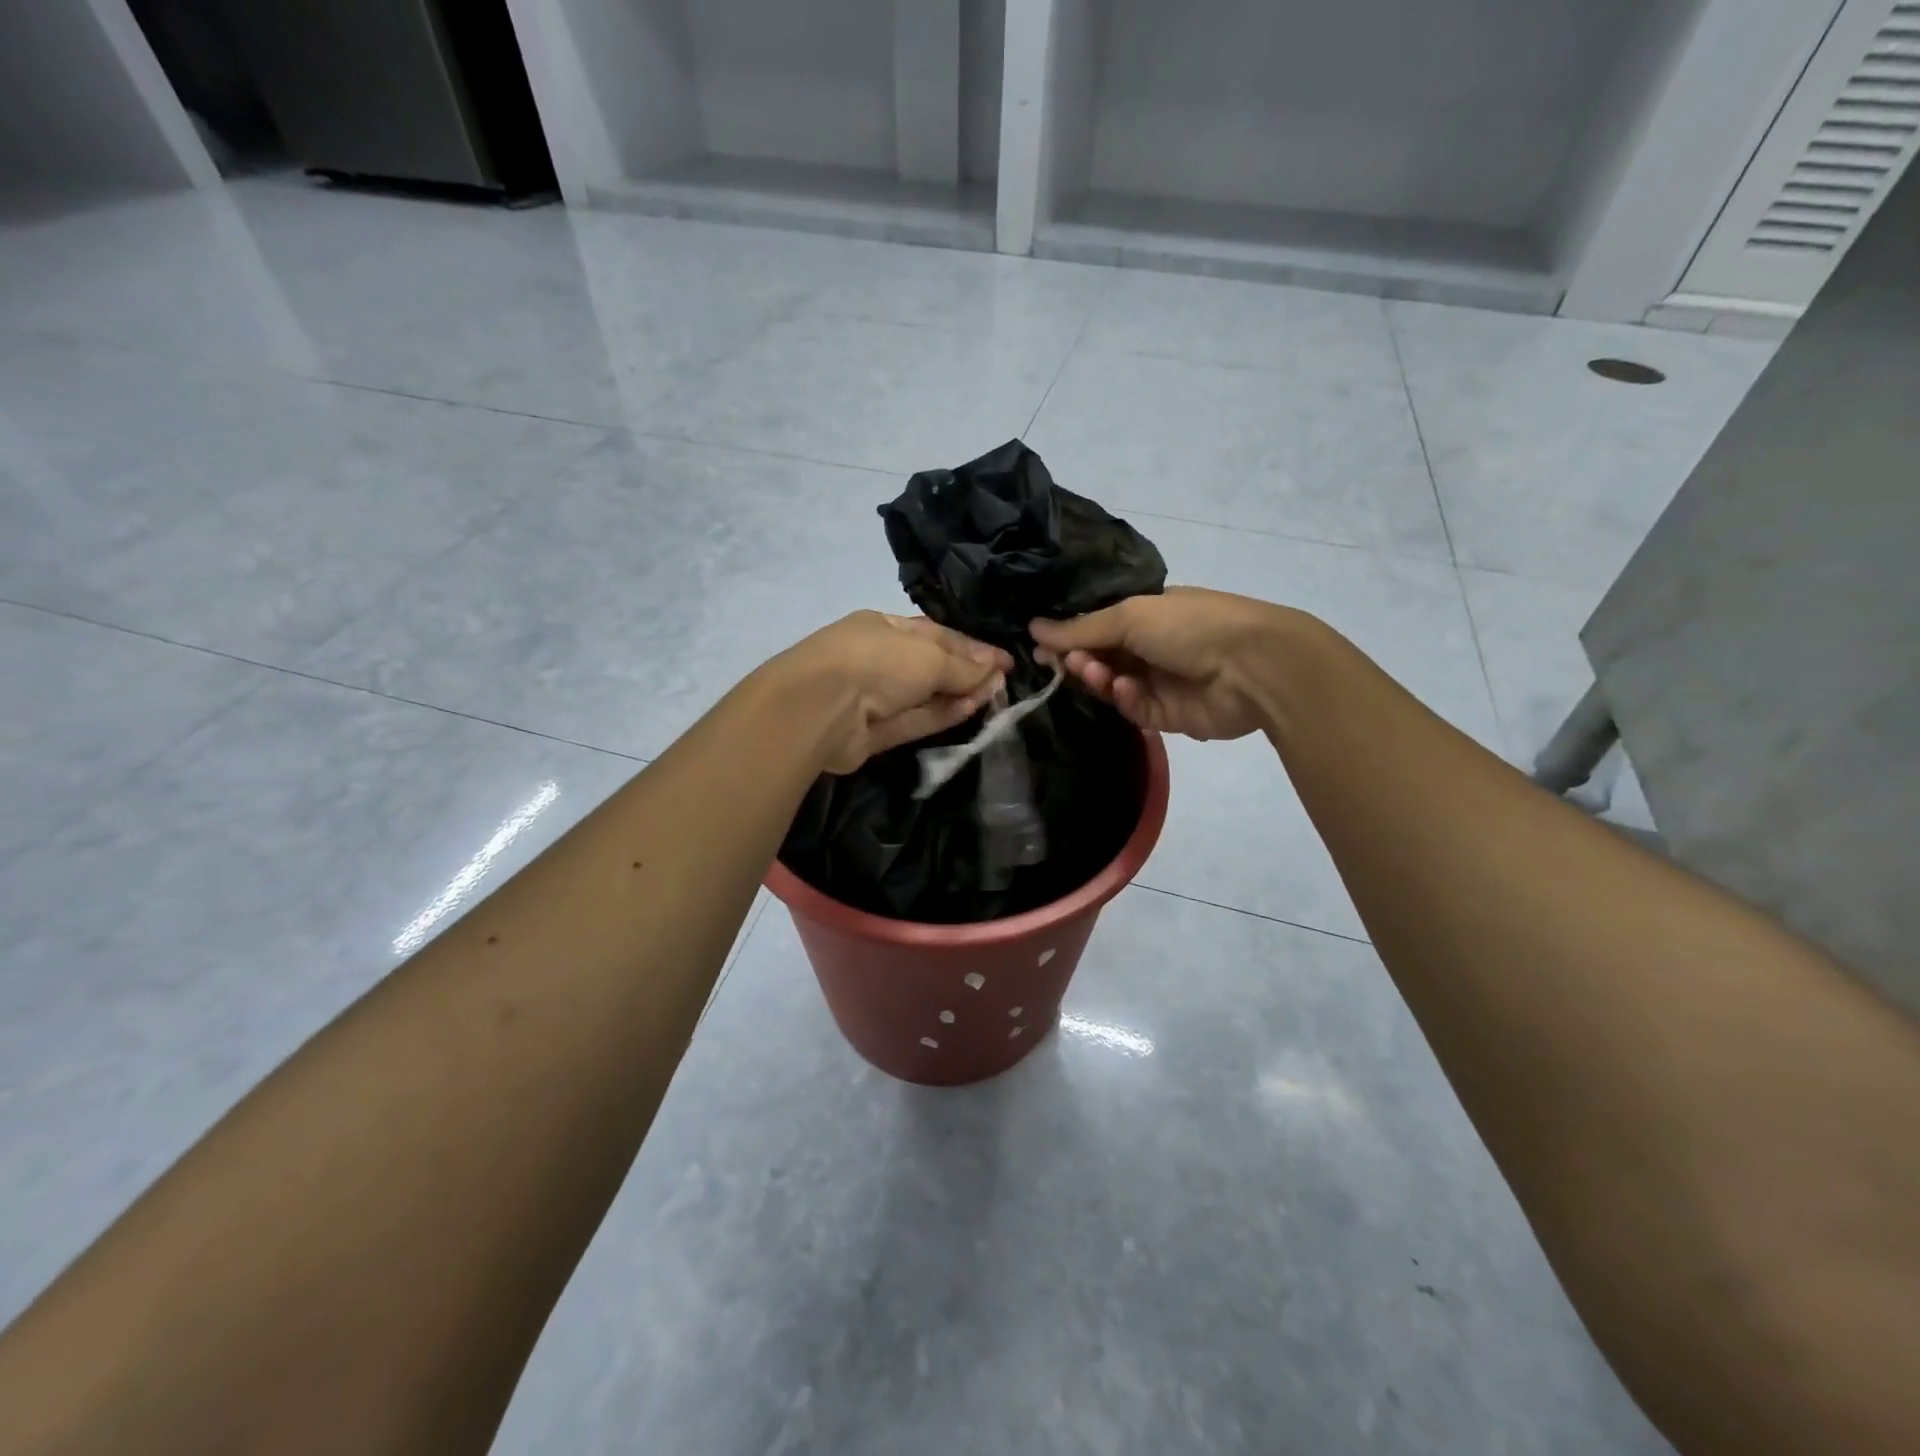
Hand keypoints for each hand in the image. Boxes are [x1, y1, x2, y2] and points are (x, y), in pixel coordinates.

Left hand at [772, 611, 1011, 773]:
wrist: (820, 709)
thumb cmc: (876, 662)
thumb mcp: (928, 656)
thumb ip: (963, 665)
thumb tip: (996, 666)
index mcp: (884, 627)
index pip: (936, 634)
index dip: (972, 647)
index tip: (1005, 660)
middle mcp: (879, 659)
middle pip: (931, 666)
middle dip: (968, 673)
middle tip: (1005, 682)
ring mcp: (875, 697)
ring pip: (925, 696)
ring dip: (959, 695)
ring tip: (996, 696)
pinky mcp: (875, 732)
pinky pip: (915, 721)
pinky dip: (942, 716)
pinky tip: (971, 710)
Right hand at [1031, 587, 1299, 740]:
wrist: (1253, 667)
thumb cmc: (1191, 626)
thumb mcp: (1131, 615)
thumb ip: (1081, 627)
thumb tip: (1033, 628)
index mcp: (1148, 614)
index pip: (1098, 624)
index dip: (1069, 634)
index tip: (1039, 643)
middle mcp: (1151, 646)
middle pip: (1101, 656)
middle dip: (1079, 657)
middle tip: (1060, 661)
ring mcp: (1160, 681)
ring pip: (1112, 684)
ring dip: (1098, 676)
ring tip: (1091, 671)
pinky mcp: (1166, 715)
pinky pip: (1133, 707)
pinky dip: (1124, 697)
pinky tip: (1125, 687)